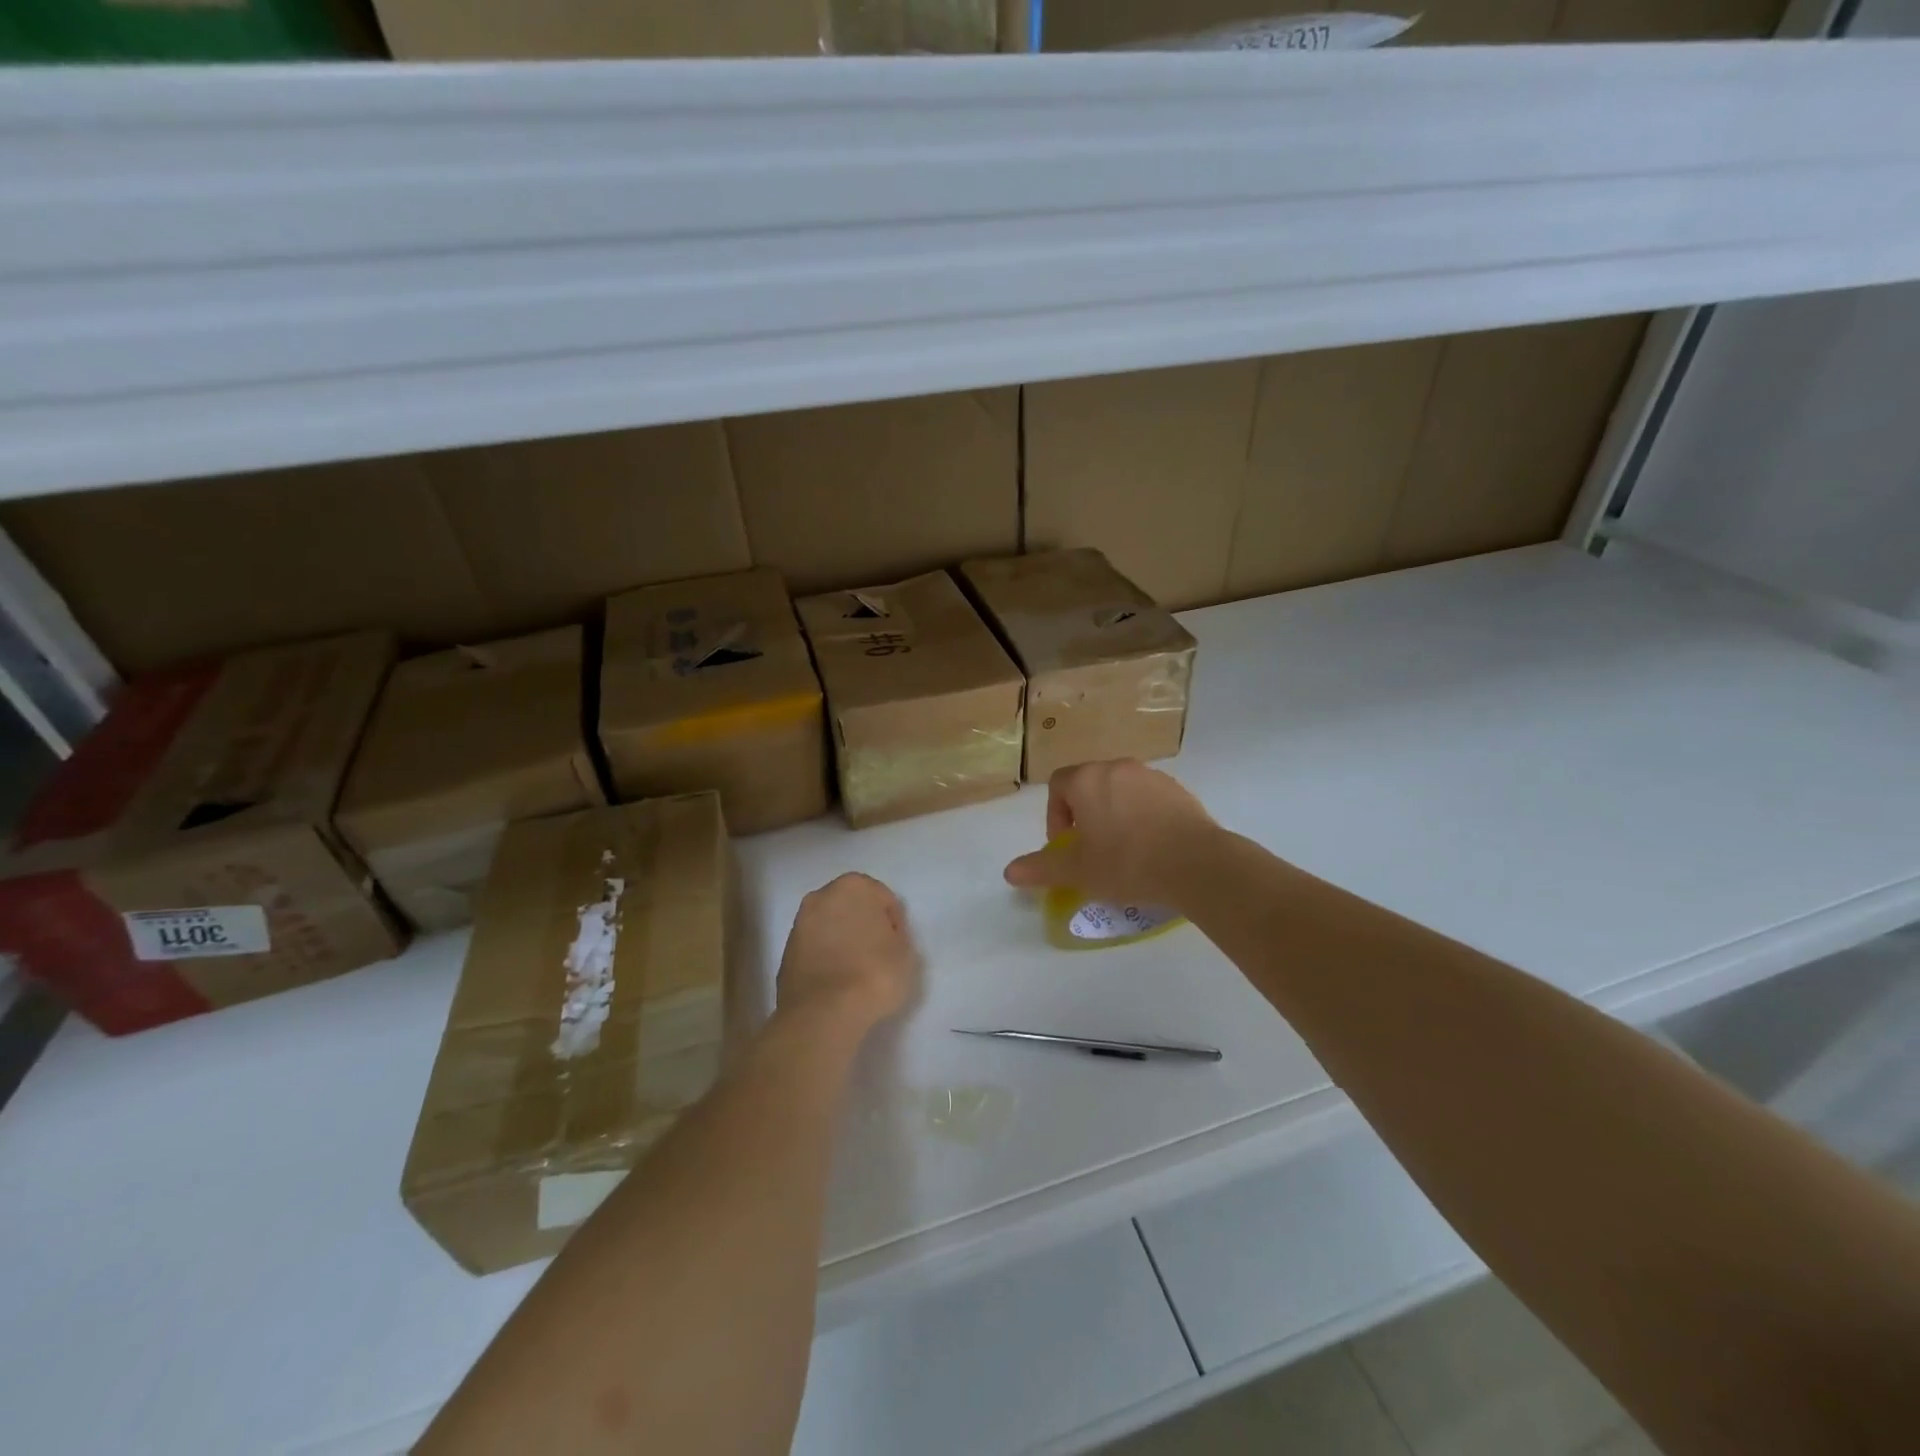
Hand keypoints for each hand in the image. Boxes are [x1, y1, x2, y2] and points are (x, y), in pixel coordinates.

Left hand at [776, 873, 919, 1030]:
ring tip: (857, 971)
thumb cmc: (874, 973)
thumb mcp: (905, 953)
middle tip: (878, 954)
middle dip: (864, 925)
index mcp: (853, 886)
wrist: (823, 1012)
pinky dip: (826, 958)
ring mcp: (799, 923)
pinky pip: (815, 949)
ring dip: (842, 941)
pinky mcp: (786, 952)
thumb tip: (883, 936)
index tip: (896, 947)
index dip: (893, 923)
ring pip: (830, 926)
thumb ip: (896, 935)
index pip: (883, 899)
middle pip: (852, 907)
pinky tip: (837, 982)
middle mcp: (821, 896)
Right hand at [1003, 760, 1219, 908]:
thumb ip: (1041, 868)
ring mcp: (1151, 776)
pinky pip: (1150, 799)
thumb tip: (1009, 872)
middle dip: (1085, 814)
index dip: (1055, 815)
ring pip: (1121, 791)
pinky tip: (1153, 847)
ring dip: (1115, 814)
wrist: (1195, 864)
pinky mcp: (1179, 790)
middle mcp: (1117, 768)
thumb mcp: (1078, 871)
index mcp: (1087, 780)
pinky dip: (1144, 817)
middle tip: (1092, 850)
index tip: (1067, 845)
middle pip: (1090, 785)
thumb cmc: (1126, 862)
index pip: (1058, 784)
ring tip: (1124, 850)